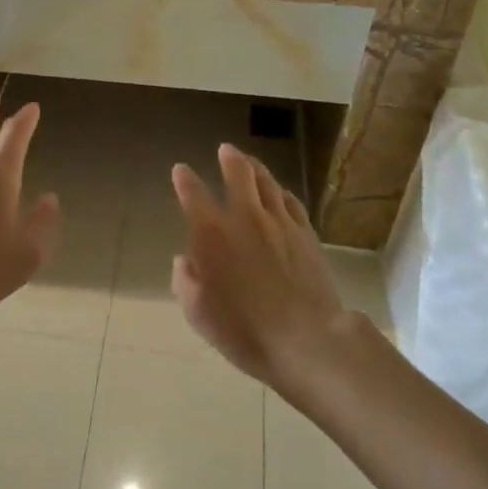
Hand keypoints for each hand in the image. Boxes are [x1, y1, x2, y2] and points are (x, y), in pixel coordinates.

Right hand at [170, 144, 345, 387]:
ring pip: (267, 182)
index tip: (180, 170)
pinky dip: (281, 191)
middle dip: (229, 159)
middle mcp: (245, 218)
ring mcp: (279, 222)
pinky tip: (280, 192)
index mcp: (212, 235)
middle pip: (238, 174)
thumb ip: (186, 282)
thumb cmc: (245, 332)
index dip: (184, 180)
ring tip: (250, 161)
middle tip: (225, 150)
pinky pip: (291, 201)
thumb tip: (184, 261)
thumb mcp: (200, 315)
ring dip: (255, 168)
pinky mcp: (305, 233)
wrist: (307, 339)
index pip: (193, 195)